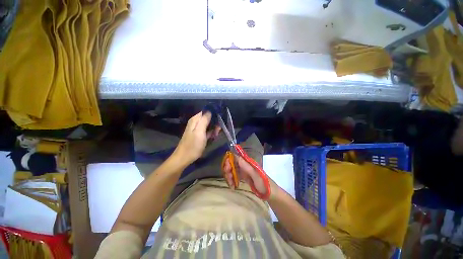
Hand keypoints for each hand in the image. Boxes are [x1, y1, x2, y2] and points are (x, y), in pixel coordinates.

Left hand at [173, 111, 217, 165]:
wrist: (185, 157)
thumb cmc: (193, 144)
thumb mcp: (199, 131)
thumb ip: (204, 120)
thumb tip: (210, 110)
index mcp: (195, 119)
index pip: (206, 111)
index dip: (213, 113)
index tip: (220, 117)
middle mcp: (196, 122)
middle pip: (208, 118)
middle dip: (215, 122)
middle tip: (219, 128)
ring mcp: (198, 129)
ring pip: (209, 125)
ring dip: (214, 128)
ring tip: (217, 134)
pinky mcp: (199, 135)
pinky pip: (207, 131)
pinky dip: (211, 133)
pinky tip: (214, 136)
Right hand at [223, 155, 278, 199]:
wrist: (270, 193)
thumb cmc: (264, 183)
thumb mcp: (255, 175)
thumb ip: (246, 166)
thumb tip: (236, 156)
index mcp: (248, 162)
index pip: (236, 157)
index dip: (229, 160)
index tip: (227, 168)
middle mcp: (245, 165)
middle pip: (232, 163)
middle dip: (228, 170)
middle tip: (228, 178)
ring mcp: (244, 171)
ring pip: (232, 170)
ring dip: (229, 176)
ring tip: (231, 184)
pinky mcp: (244, 177)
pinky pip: (235, 176)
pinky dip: (232, 180)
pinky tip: (232, 186)